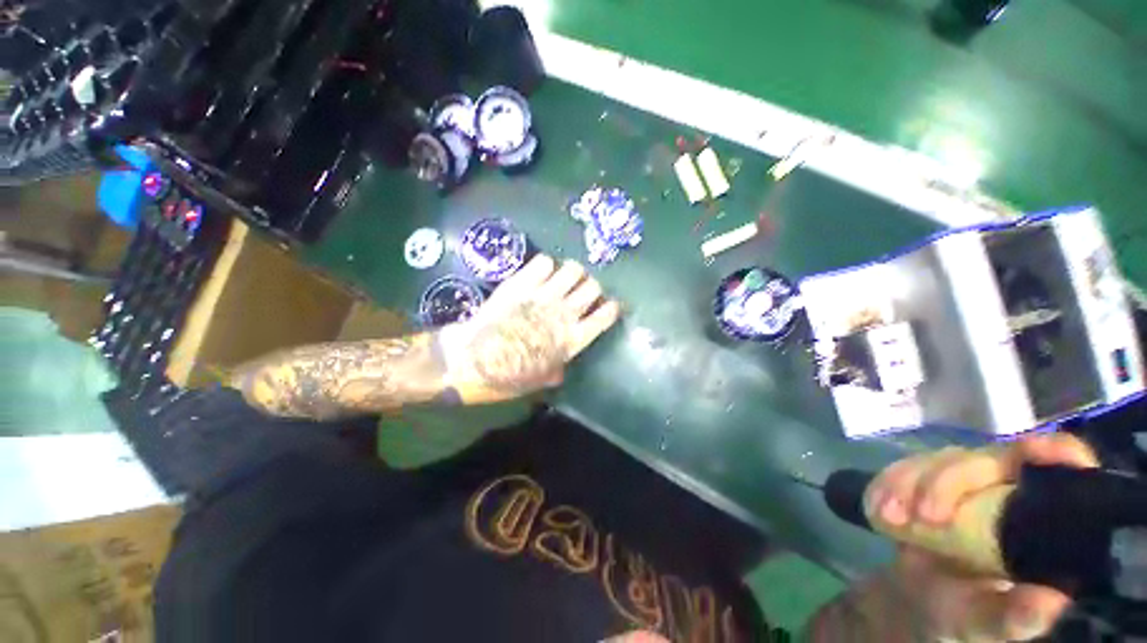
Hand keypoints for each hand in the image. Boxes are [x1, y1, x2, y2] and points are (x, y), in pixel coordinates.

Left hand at [439, 254, 621, 404]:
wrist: (473, 359)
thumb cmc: (508, 375)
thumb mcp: (540, 380)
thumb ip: (557, 370)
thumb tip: (561, 368)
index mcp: (573, 338)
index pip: (605, 315)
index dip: (611, 307)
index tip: (608, 306)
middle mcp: (565, 312)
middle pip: (593, 286)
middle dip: (591, 287)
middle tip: (580, 292)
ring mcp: (544, 294)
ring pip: (573, 269)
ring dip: (572, 273)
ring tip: (562, 279)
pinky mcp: (523, 282)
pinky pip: (545, 261)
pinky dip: (546, 265)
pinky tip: (540, 274)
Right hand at [868, 434, 1098, 641]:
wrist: (910, 601)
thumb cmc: (960, 614)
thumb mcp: (987, 623)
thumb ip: (1015, 616)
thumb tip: (1054, 599)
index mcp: (1036, 521)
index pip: (1060, 470)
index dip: (1054, 452)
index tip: (1032, 452)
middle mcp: (1003, 491)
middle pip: (983, 461)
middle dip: (944, 484)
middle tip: (921, 518)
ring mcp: (961, 483)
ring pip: (936, 461)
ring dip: (906, 484)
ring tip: (888, 518)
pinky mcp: (922, 481)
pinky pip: (901, 468)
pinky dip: (885, 485)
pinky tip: (876, 508)